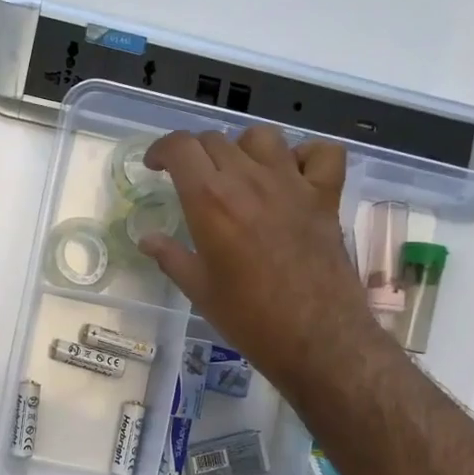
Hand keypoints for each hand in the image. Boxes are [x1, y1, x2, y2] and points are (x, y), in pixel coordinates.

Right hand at [140, 126, 373, 395]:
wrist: (315, 338)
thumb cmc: (249, 318)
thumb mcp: (199, 290)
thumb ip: (170, 257)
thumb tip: (147, 240)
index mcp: (210, 201)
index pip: (180, 147)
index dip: (161, 149)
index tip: (155, 166)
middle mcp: (249, 180)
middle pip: (215, 140)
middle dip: (195, 153)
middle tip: (191, 179)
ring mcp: (292, 184)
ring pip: (262, 137)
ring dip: (243, 148)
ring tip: (238, 173)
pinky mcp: (326, 196)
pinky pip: (322, 152)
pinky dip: (306, 155)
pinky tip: (292, 175)